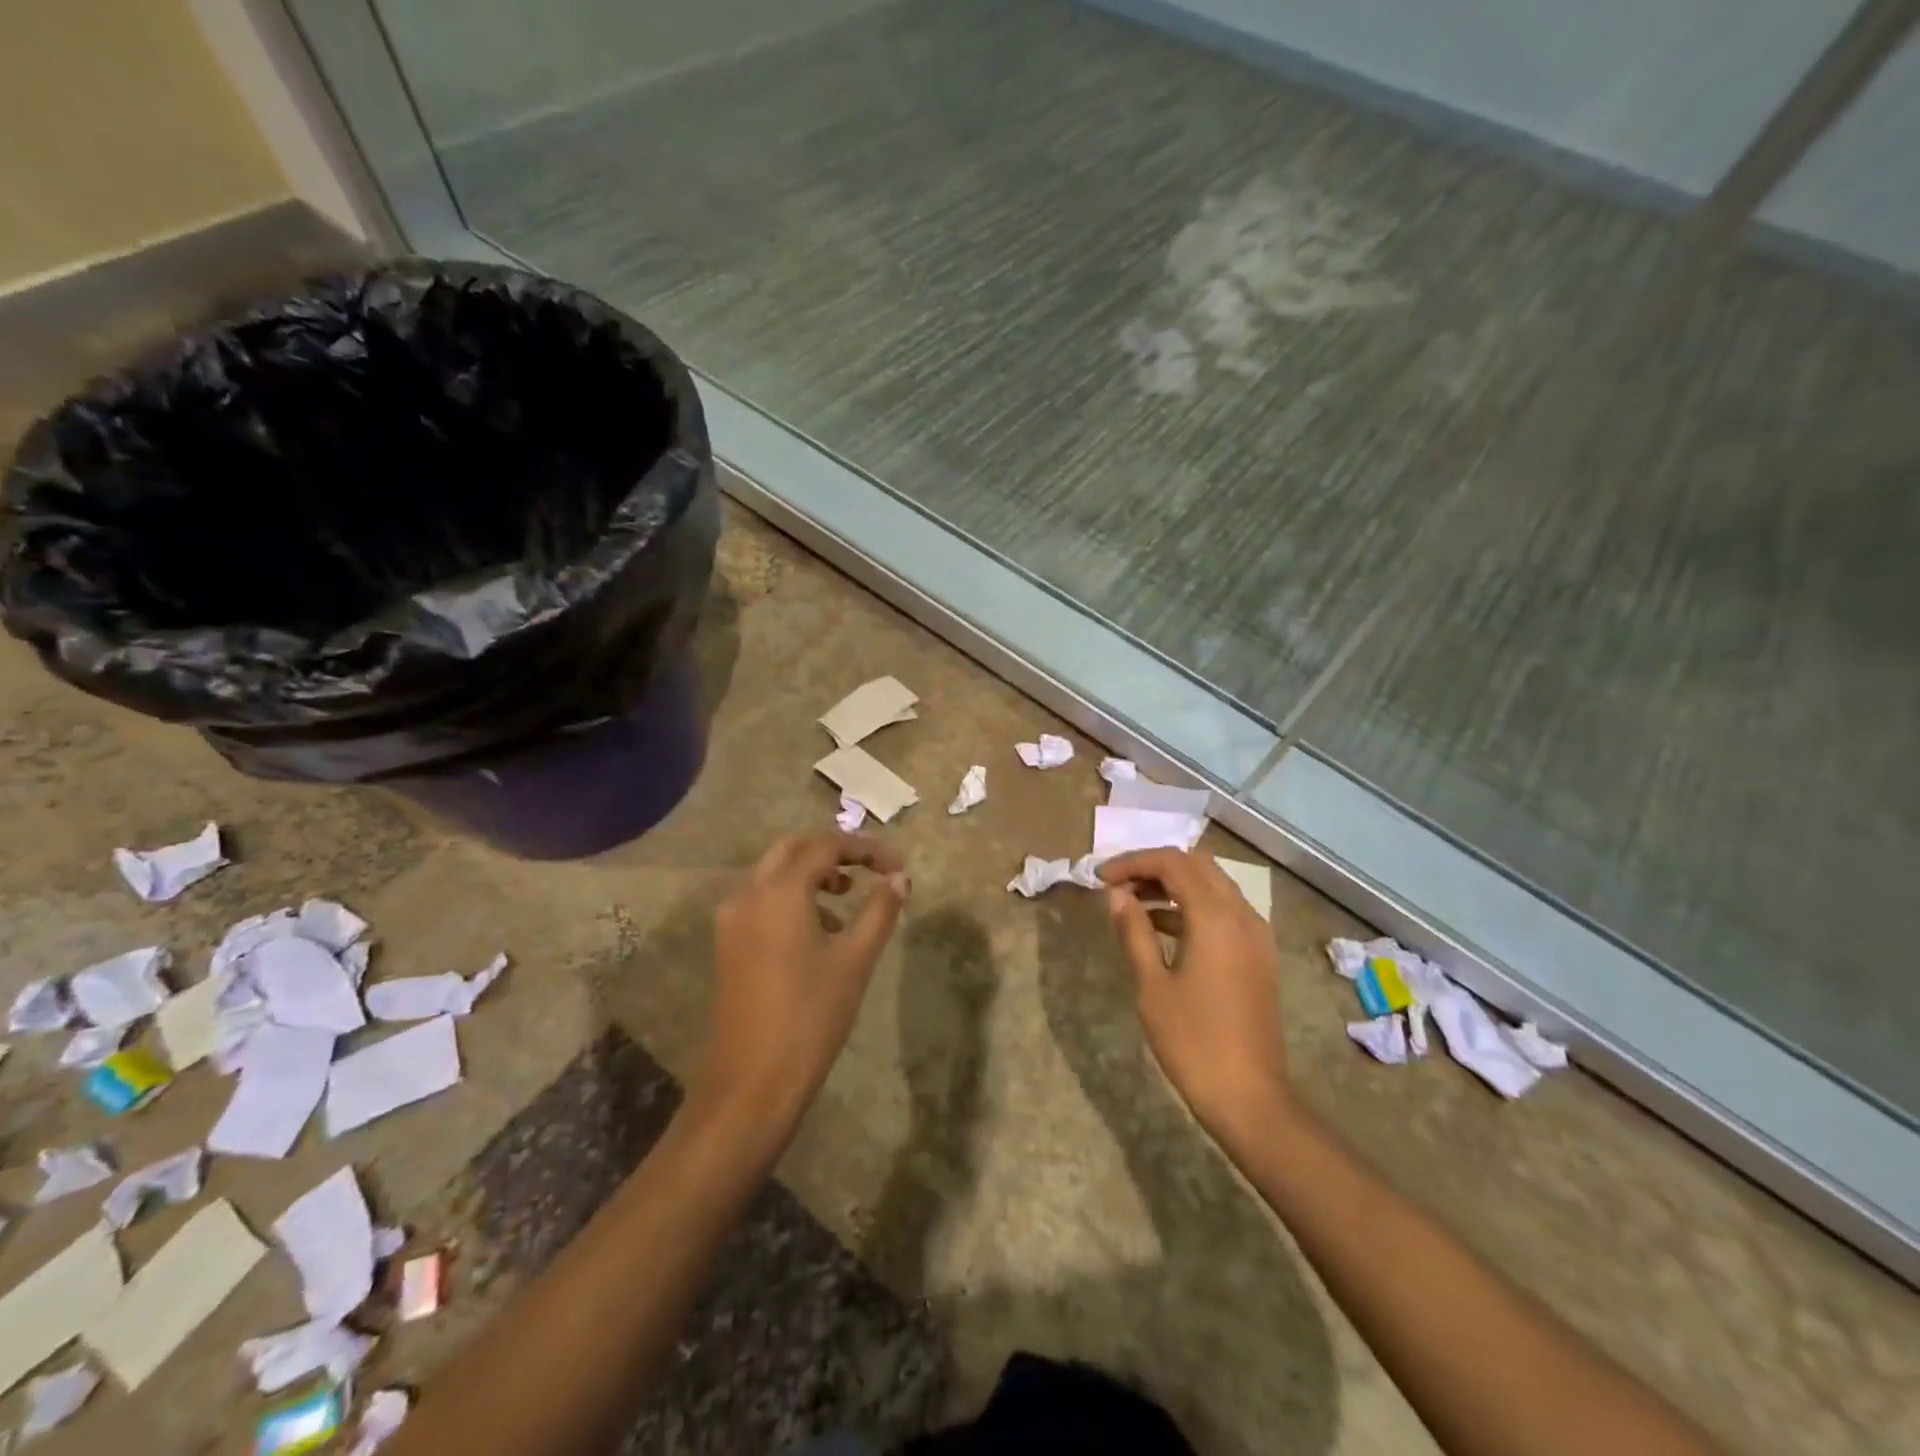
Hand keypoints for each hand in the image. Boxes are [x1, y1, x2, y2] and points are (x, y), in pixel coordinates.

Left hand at [697, 832, 910, 1133]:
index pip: (825, 846)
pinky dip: (791, 896)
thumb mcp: (855, 960)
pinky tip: (818, 930)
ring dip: (811, 873)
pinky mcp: (727, 943)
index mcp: (779, 891)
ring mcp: (731, 919)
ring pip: (773, 873)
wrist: (751, 1082)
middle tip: (869, 870)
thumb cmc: (811, 1016)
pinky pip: (761, 899)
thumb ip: (879, 910)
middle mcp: (748, 894)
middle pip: (793, 849)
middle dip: (833, 852)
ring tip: (847, 900)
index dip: (865, 849)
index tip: (897, 866)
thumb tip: (899, 878)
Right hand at [1099, 849, 1290, 1141]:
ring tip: (1133, 904)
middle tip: (1118, 886)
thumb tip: (1118, 896)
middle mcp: (1242, 915)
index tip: (1101, 878)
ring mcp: (1256, 935)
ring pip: (1213, 886)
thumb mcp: (1152, 986)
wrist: (1250, 1097)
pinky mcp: (1259, 955)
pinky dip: (1192, 906)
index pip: (1172, 863)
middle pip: (1196, 865)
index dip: (1133, 862)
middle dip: (1154, 867)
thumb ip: (1134, 932)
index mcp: (1215, 918)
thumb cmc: (1193, 1041)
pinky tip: (1162, 927)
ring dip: (1174, 885)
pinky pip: (1224, 911)